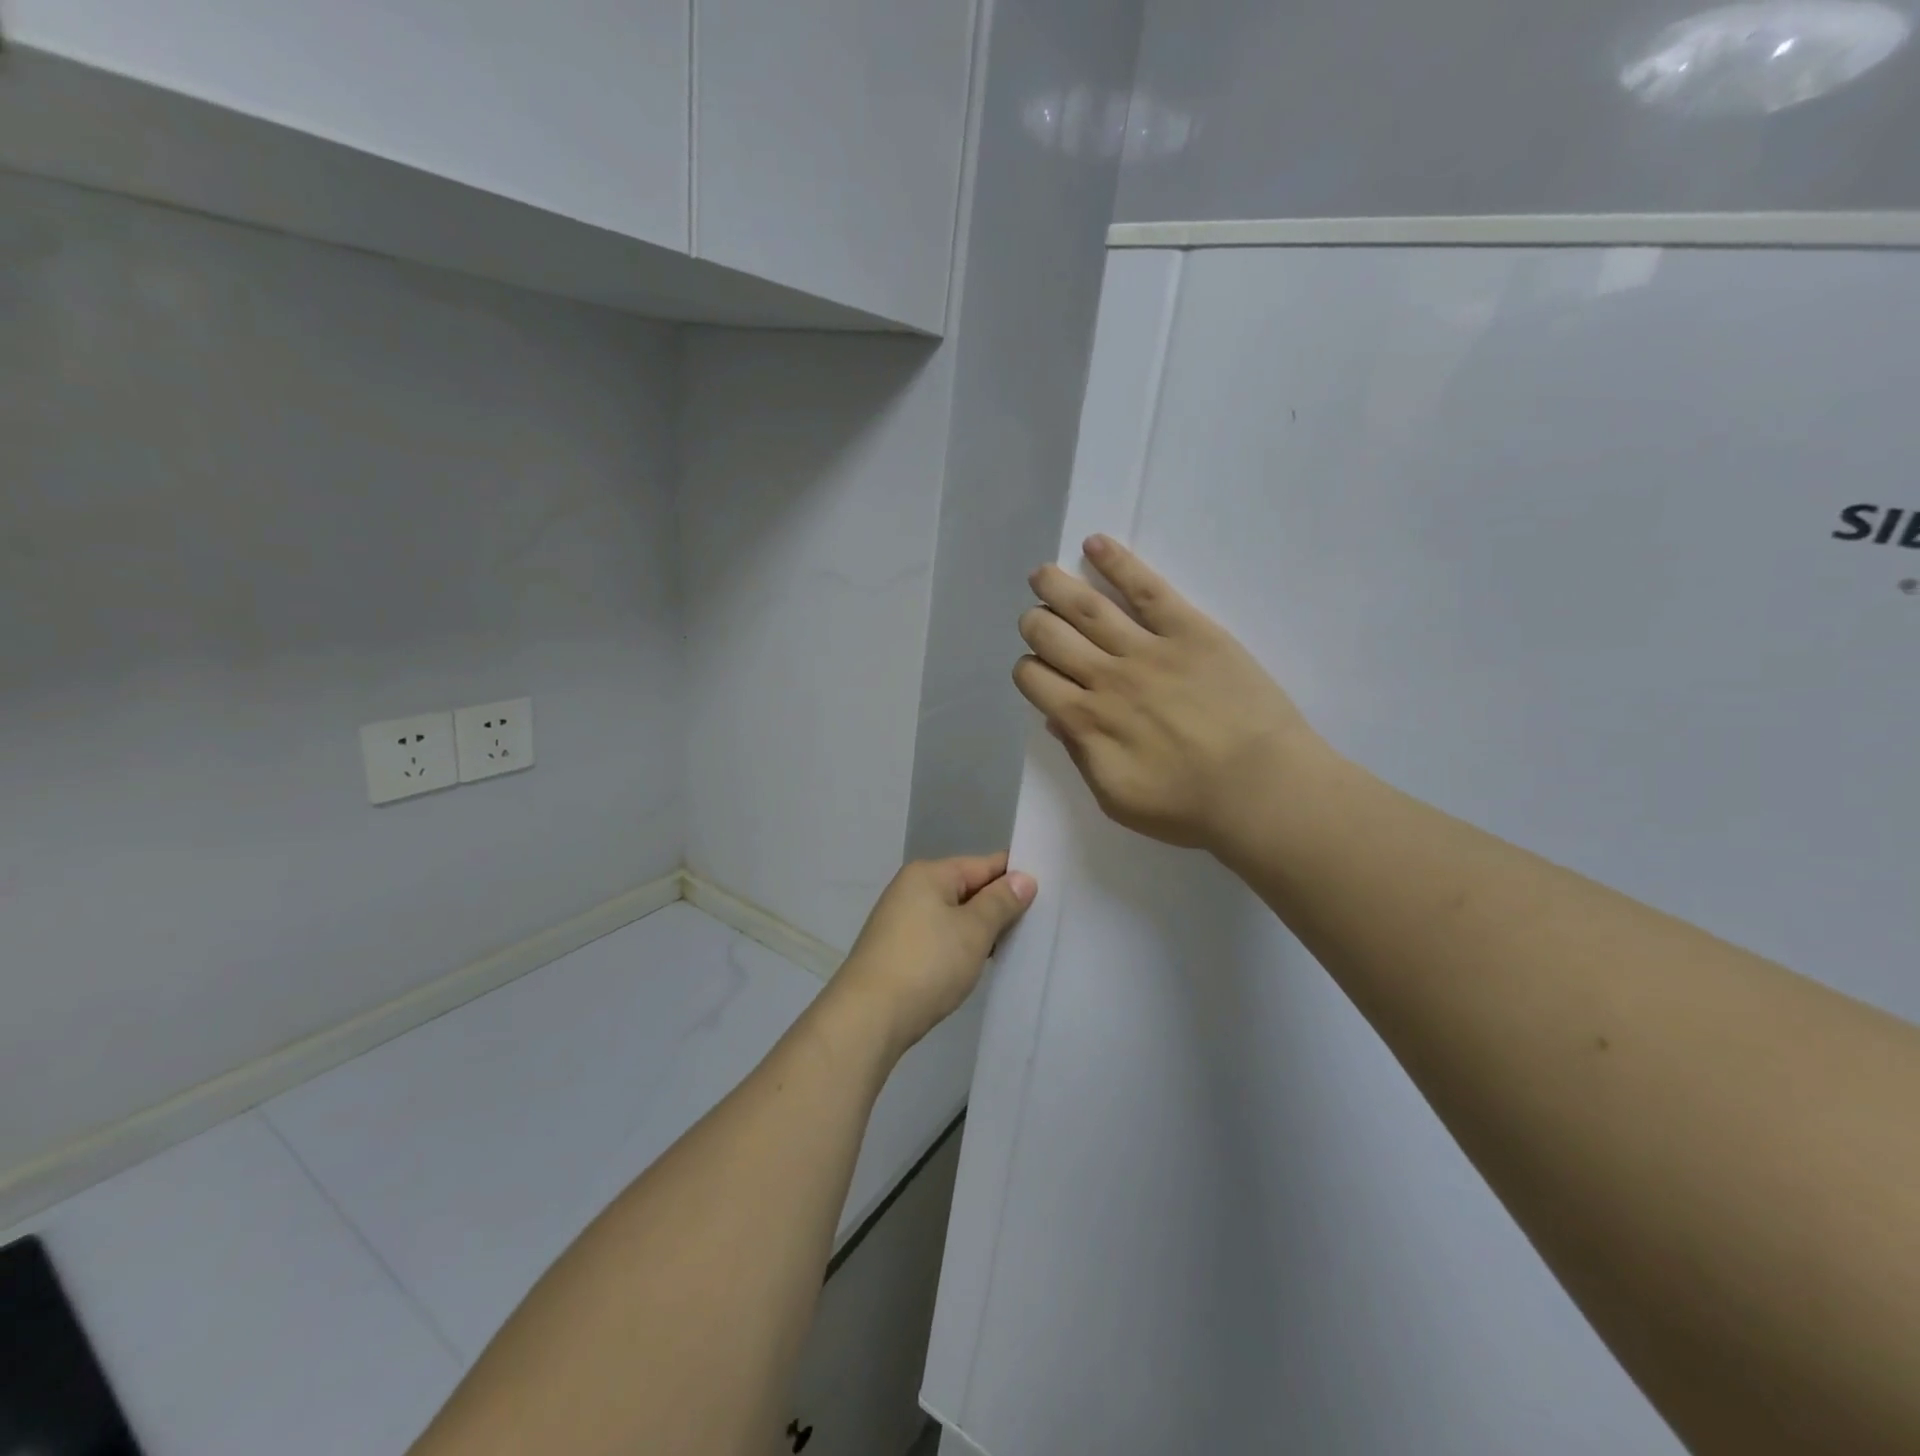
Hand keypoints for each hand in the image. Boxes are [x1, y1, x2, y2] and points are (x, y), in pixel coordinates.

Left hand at [826, 855, 1037, 1058]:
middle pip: (967, 888)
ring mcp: (900, 920)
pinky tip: (978, 962)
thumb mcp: (973, 930)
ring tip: (1015, 945)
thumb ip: (1001, 902)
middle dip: (999, 905)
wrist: (868, 1017)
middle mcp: (911, 889)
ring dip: (980, 929)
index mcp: (928, 874)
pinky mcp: (897, 949)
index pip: (983, 864)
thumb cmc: (926, 964)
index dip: (1015, 875)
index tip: (1049, 890)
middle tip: (1038, 923)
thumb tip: (1023, 878)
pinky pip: (940, 936)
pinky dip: (960, 945)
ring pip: (953, 915)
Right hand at [1013, 535, 1324, 854]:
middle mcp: (1106, 677)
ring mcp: (1147, 648)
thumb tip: (1057, 719)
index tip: (1040, 672)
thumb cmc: (1189, 807)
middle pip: (1049, 634)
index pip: (1033, 677)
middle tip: (1039, 622)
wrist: (1263, 791)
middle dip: (1034, 624)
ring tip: (1043, 574)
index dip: (1027, 669)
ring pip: (1085, 605)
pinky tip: (1095, 544)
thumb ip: (1081, 755)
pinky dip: (1116, 562)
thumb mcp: (1117, 798)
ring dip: (1055, 585)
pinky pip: (1145, 587)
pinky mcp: (1188, 629)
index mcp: (1085, 721)